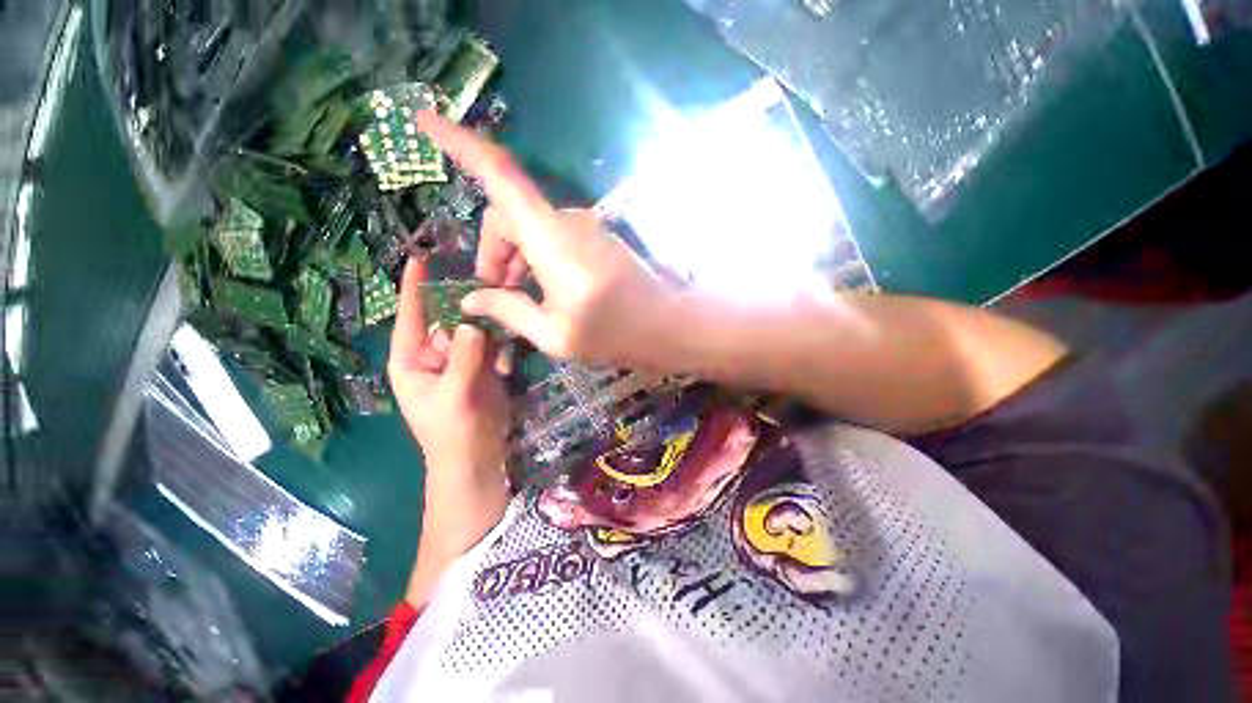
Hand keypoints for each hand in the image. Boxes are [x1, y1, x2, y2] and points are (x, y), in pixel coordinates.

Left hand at [388, 258, 509, 473]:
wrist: (477, 457)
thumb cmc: (451, 432)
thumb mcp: (453, 395)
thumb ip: (463, 359)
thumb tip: (472, 324)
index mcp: (412, 360)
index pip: (410, 318)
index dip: (413, 290)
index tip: (419, 259)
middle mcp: (435, 355)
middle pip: (448, 320)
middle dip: (464, 306)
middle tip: (485, 286)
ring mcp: (462, 360)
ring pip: (473, 332)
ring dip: (488, 326)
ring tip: (504, 315)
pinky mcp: (484, 368)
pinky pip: (491, 346)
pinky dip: (501, 347)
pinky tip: (507, 361)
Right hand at [416, 112, 682, 370]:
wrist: (669, 326)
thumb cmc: (614, 334)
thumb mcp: (553, 333)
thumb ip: (509, 310)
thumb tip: (472, 298)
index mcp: (551, 238)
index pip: (500, 175)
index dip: (460, 143)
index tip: (424, 121)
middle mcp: (567, 221)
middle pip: (509, 216)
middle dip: (492, 252)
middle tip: (493, 294)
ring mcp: (586, 229)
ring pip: (531, 229)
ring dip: (515, 259)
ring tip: (517, 299)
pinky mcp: (597, 240)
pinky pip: (553, 238)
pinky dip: (537, 259)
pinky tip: (543, 292)